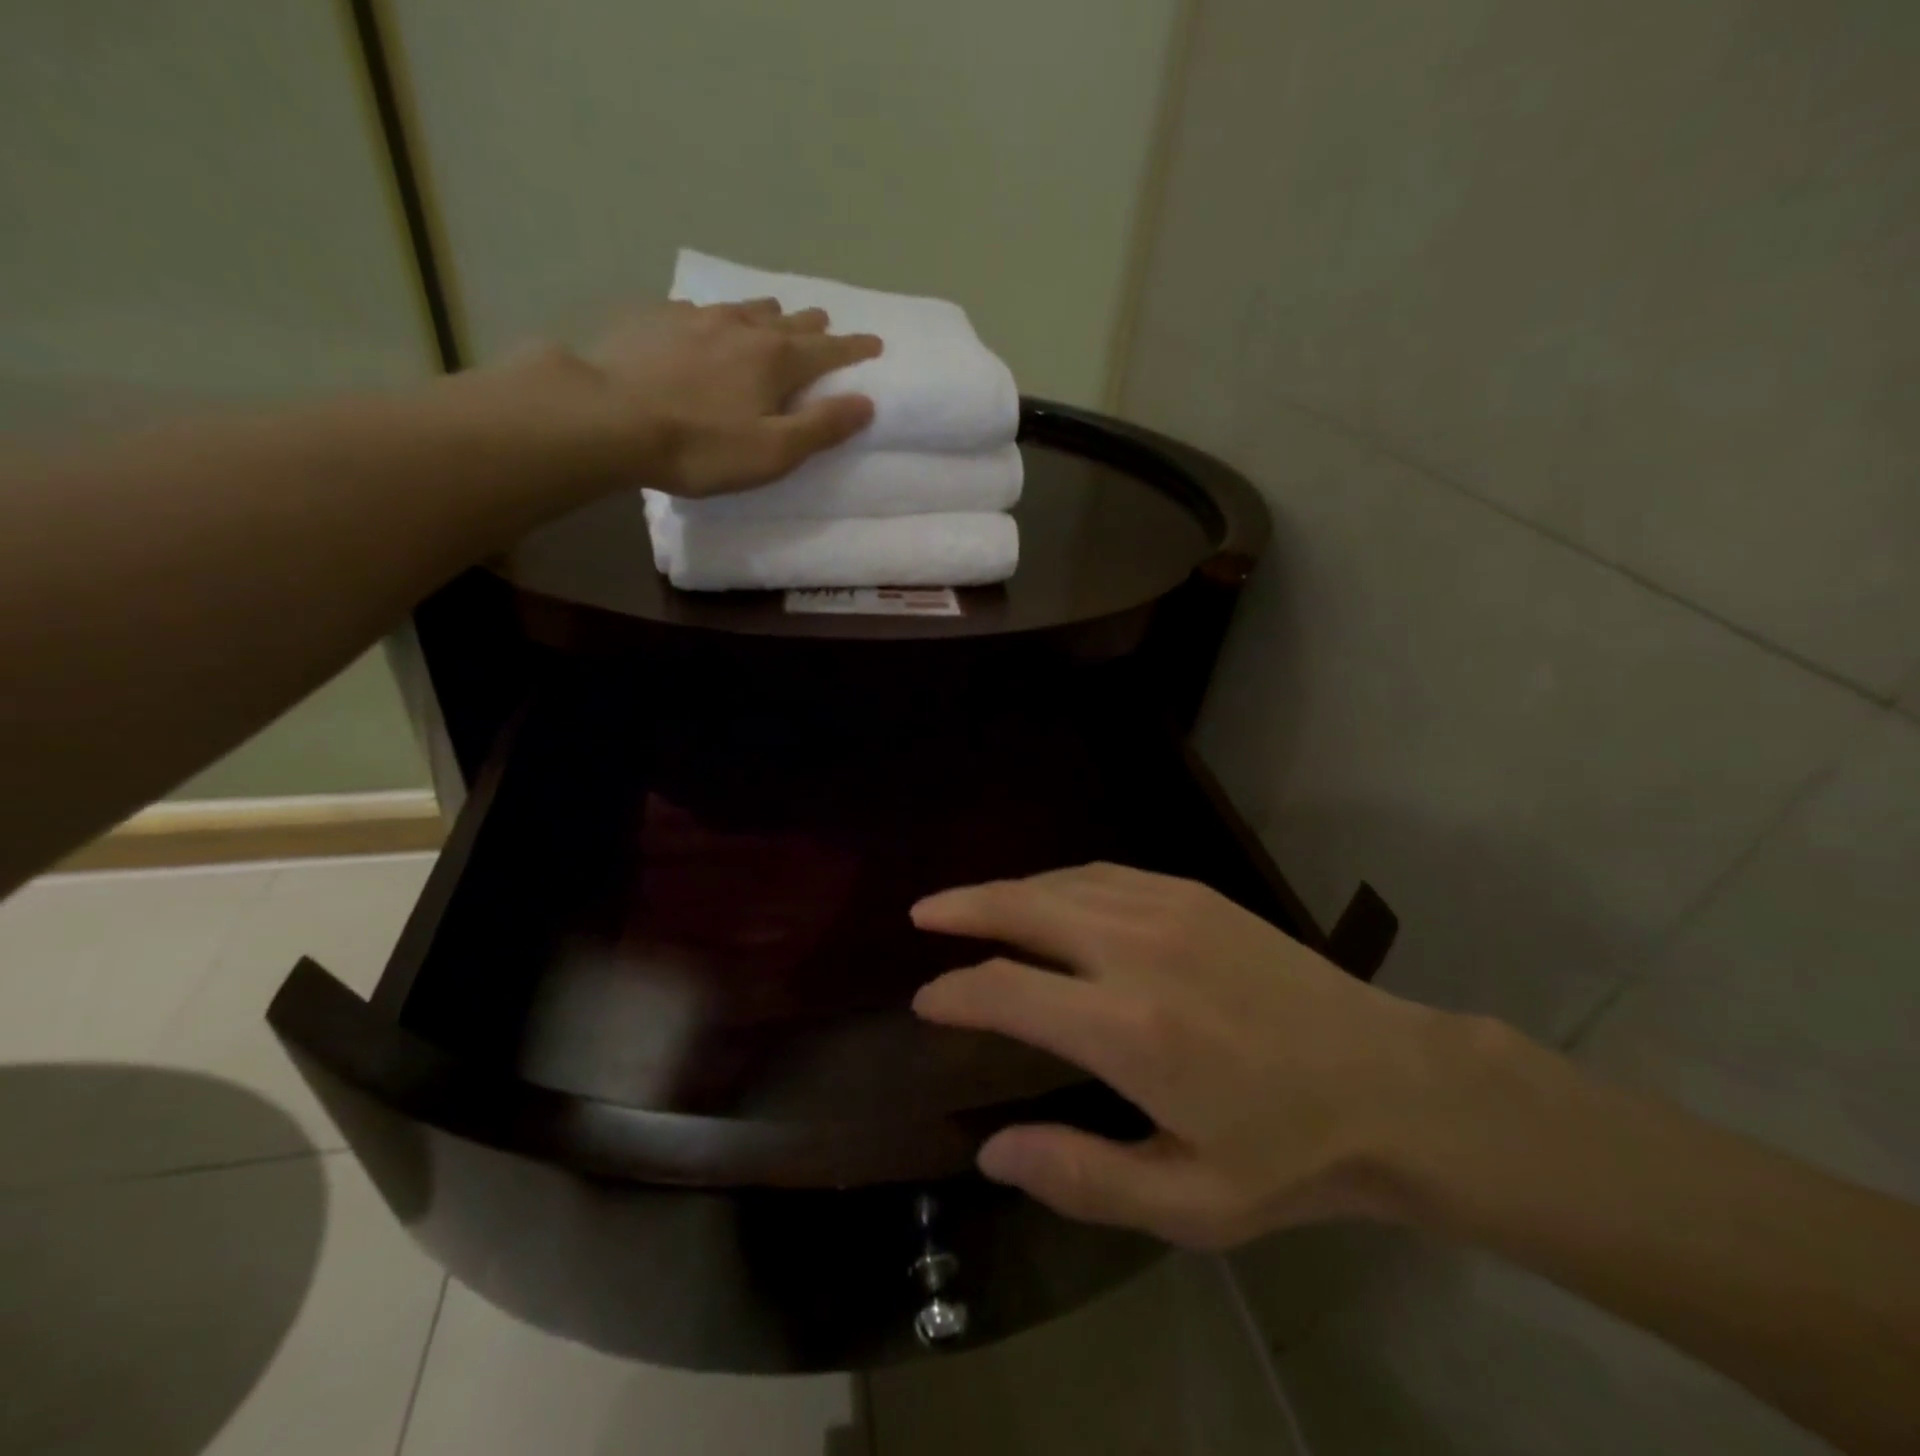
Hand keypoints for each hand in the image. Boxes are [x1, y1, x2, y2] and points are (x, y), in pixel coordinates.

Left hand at [581, 300, 882, 497]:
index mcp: (776, 360)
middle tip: (827, 325)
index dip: (855, 348)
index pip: (828, 350)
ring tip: (777, 315)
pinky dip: (720, 316)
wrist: (608, 417)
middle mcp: (743, 327)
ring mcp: (698, 317)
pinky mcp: (657, 319)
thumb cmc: (700, 446)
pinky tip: (710, 322)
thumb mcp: (773, 452)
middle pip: (790, 321)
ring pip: (747, 307)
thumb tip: (866, 402)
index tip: (876, 342)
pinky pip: (702, 310)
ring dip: (770, 313)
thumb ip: (821, 427)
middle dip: (814, 325)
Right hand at [912, 863, 1458, 1249]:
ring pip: (1060, 883)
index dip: (954, 992)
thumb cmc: (1288, 1154)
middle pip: (1022, 909)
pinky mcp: (1194, 893)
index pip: (1006, 991)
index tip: (926, 1001)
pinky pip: (1103, 873)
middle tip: (922, 913)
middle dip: (962, 908)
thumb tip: (992, 1152)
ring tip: (971, 904)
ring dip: (1007, 890)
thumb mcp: (1189, 1204)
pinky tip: (1049, 895)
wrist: (1390, 1083)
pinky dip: (1060, 881)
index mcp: (1127, 1029)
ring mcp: (1167, 909)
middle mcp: (1135, 949)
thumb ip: (1081, 1177)